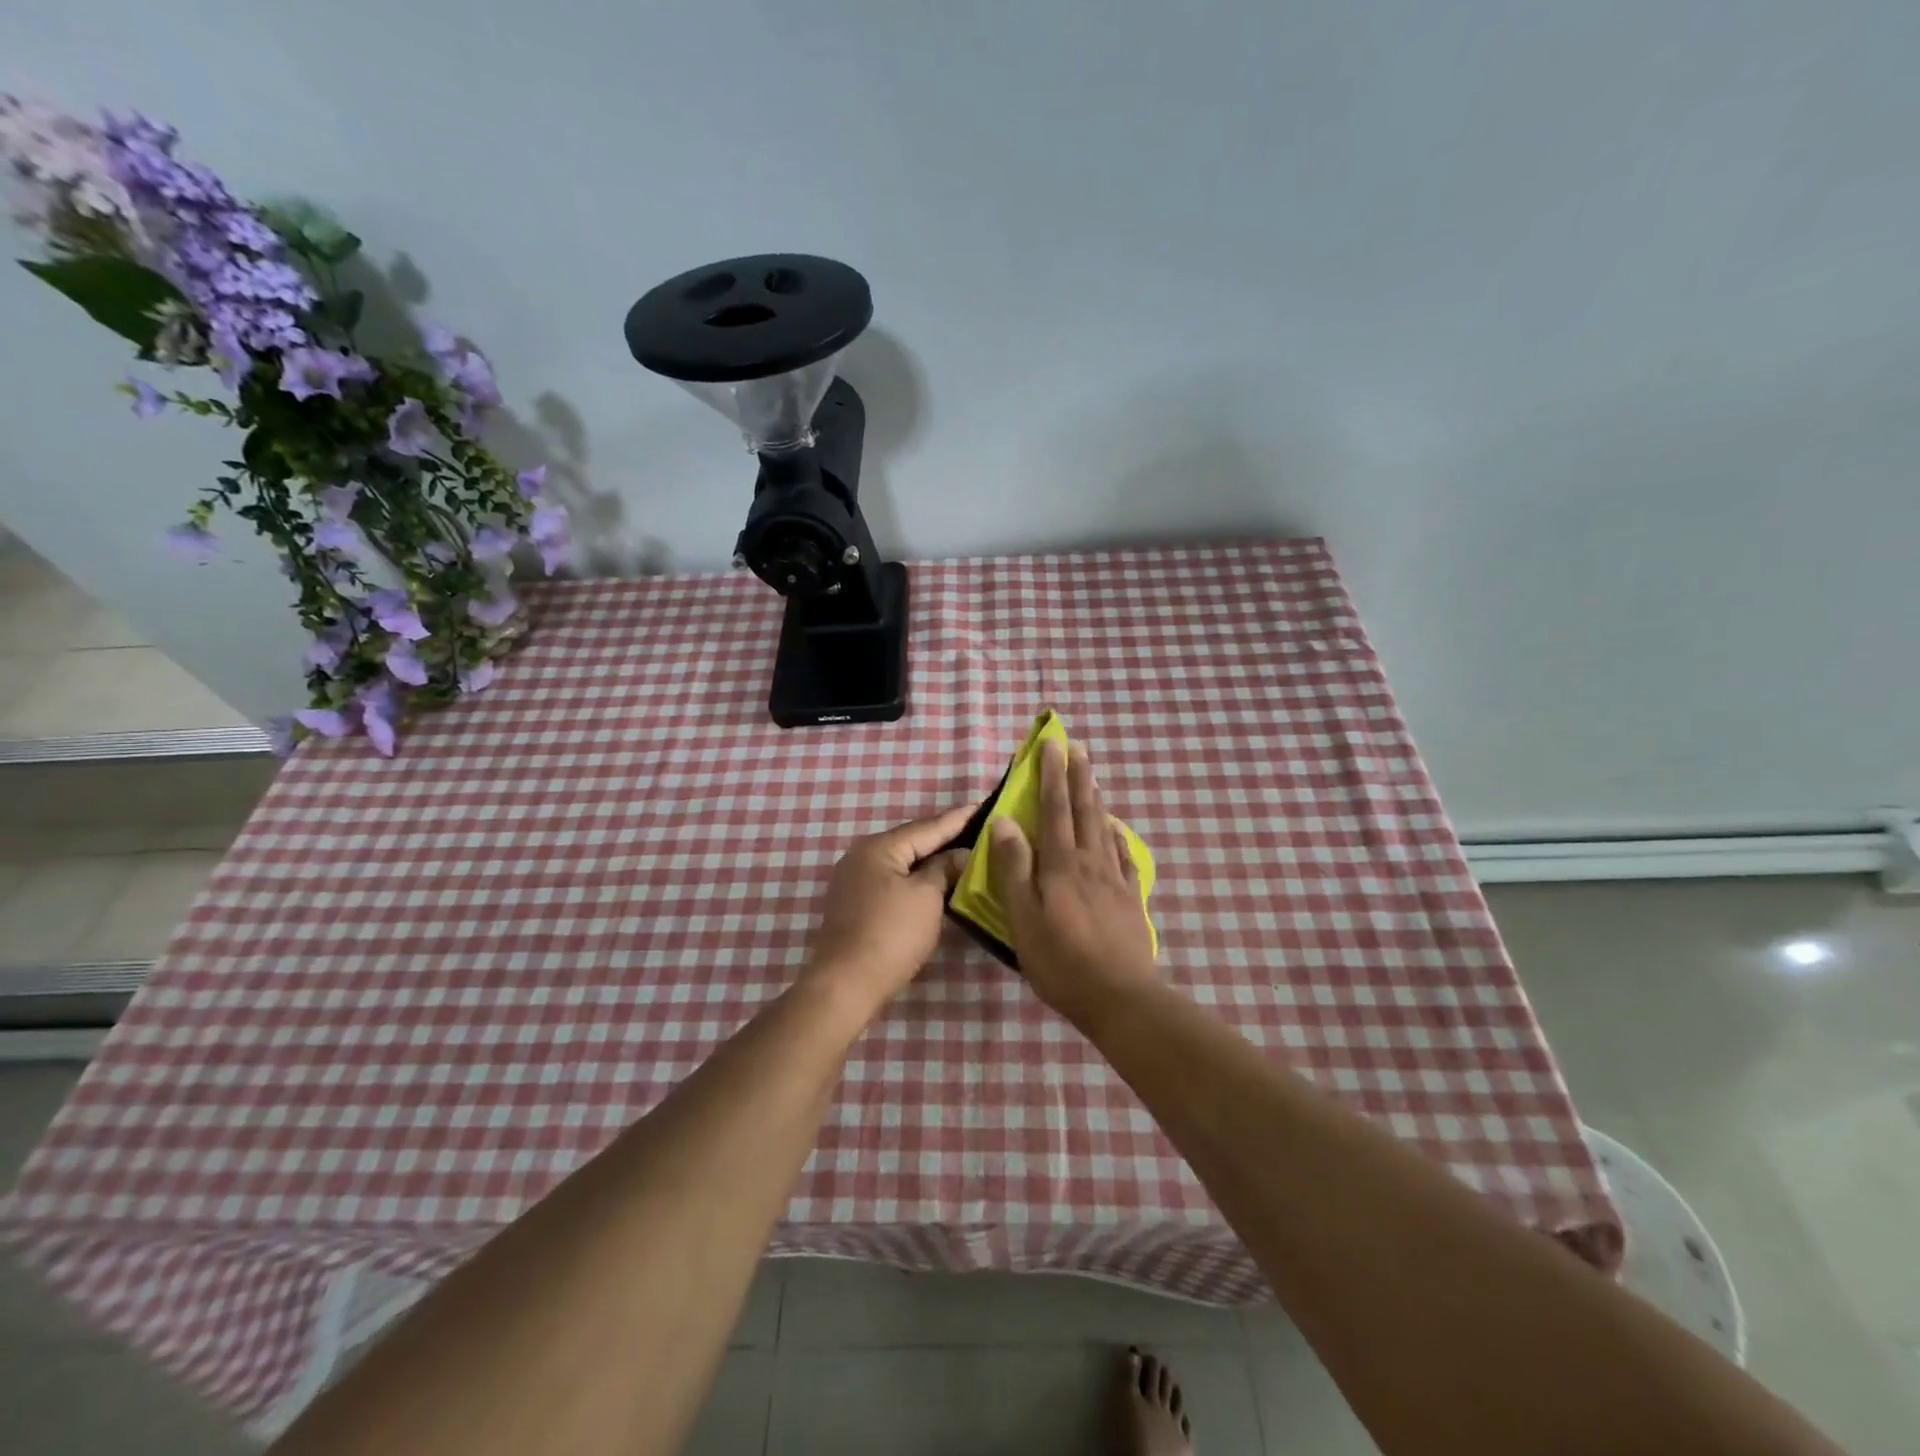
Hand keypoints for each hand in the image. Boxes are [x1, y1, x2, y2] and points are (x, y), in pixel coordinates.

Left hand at [804, 803, 973, 1014]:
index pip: (928, 826)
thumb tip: (960, 854)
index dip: (958, 818)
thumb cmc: (891, 935)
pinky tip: (936, 882)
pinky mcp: (855, 904)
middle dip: (945, 837)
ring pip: (902, 862)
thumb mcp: (927, 897)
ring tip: (963, 853)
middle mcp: (862, 856)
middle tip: (979, 829)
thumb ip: (944, 869)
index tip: (984, 804)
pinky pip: (893, 881)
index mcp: (879, 847)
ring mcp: (855, 881)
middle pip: (912, 841)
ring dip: (931, 860)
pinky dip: (916, 879)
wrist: (846, 985)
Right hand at [990, 740, 1157, 1025]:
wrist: (1119, 997)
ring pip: (1105, 829)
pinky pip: (1125, 858)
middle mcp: (1090, 862)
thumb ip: (1015, 868)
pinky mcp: (1130, 899)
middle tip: (1078, 747)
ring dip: (1096, 799)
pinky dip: (1119, 838)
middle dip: (1078, 777)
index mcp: (1061, 865)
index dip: (1053, 776)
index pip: (1054, 809)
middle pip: (1084, 811)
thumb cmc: (1061, 960)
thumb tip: (1006, 821)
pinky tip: (1118, 831)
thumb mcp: (1023, 917)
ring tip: (1093, 778)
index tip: (1052, 744)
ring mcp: (1114, 880)